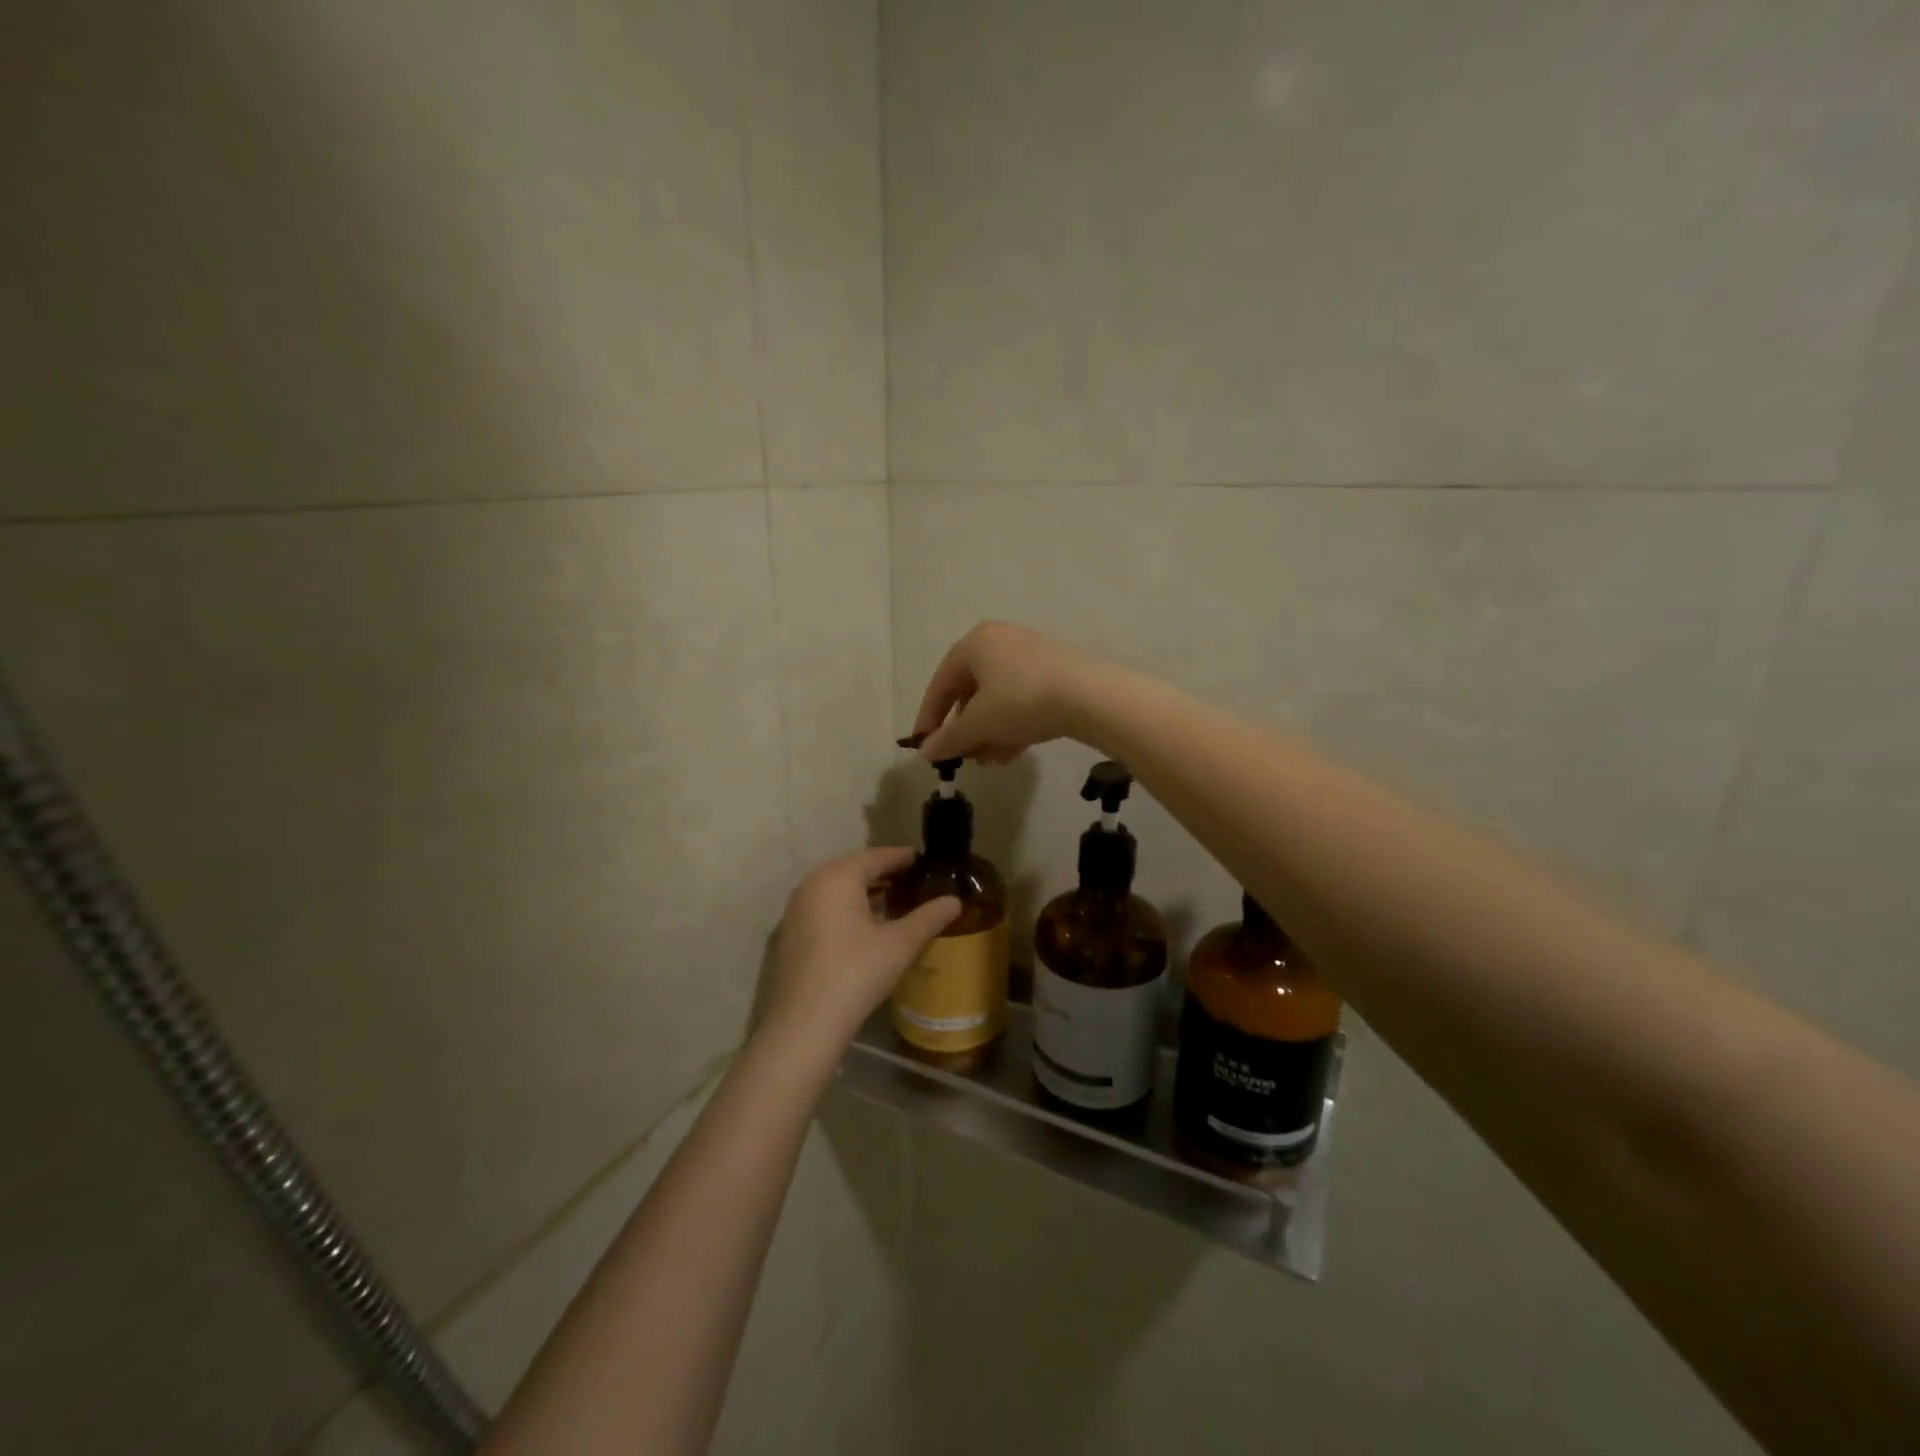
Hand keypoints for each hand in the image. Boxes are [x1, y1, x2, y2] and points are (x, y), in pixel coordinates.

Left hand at [761, 847, 960, 1051]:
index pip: (876, 856)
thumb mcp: (900, 943)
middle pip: (854, 868)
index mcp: (838, 877)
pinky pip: (824, 905)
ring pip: (837, 887)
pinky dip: (846, 906)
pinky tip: (865, 923)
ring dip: (864, 890)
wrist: (805, 1022)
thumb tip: (954, 900)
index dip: (902, 857)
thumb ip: (929, 917)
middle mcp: (812, 883)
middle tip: (911, 879)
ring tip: (893, 900)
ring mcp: (797, 908)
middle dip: (883, 872)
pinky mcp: (791, 931)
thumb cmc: (856, 972)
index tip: (923, 860)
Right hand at [910, 621, 1099, 763]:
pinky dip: (1011, 725)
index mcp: (975, 643)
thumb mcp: (979, 723)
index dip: (929, 717)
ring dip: (988, 732)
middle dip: (965, 729)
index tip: (924, 746)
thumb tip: (925, 752)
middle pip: (971, 691)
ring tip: (988, 761)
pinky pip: (1022, 699)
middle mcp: (1001, 641)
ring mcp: (1031, 655)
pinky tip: (1010, 754)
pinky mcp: (1055, 673)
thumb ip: (949, 738)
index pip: (941, 683)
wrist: (1088, 697)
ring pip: (998, 699)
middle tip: (961, 756)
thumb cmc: (1021, 701)